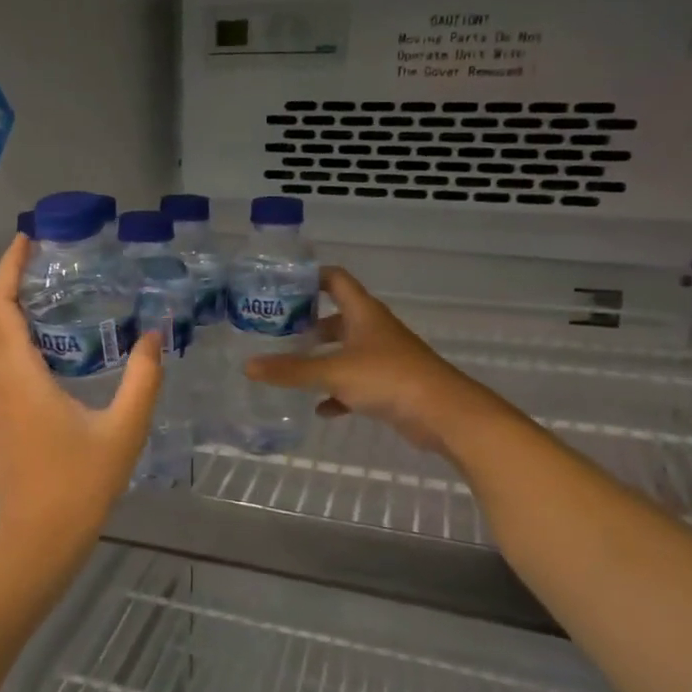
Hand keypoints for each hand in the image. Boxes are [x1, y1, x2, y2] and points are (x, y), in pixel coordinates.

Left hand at [0, 234, 162, 566]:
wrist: (37, 540)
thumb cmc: (80, 485)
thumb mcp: (124, 430)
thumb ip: (143, 379)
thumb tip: (154, 335)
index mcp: (18, 376)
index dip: (8, 267)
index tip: (27, 239)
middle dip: (3, 281)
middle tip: (41, 264)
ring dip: (2, 306)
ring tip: (46, 291)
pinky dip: (6, 332)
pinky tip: (45, 338)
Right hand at [243, 267, 493, 453]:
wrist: (443, 413)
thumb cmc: (388, 377)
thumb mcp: (332, 371)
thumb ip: (290, 370)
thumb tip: (248, 366)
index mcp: (363, 313)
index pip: (336, 280)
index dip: (311, 277)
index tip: (282, 285)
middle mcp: (374, 330)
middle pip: (338, 317)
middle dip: (309, 323)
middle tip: (277, 331)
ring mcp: (383, 358)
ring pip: (345, 351)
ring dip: (322, 358)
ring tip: (290, 366)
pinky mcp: (389, 386)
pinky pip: (355, 384)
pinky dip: (337, 392)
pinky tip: (319, 407)